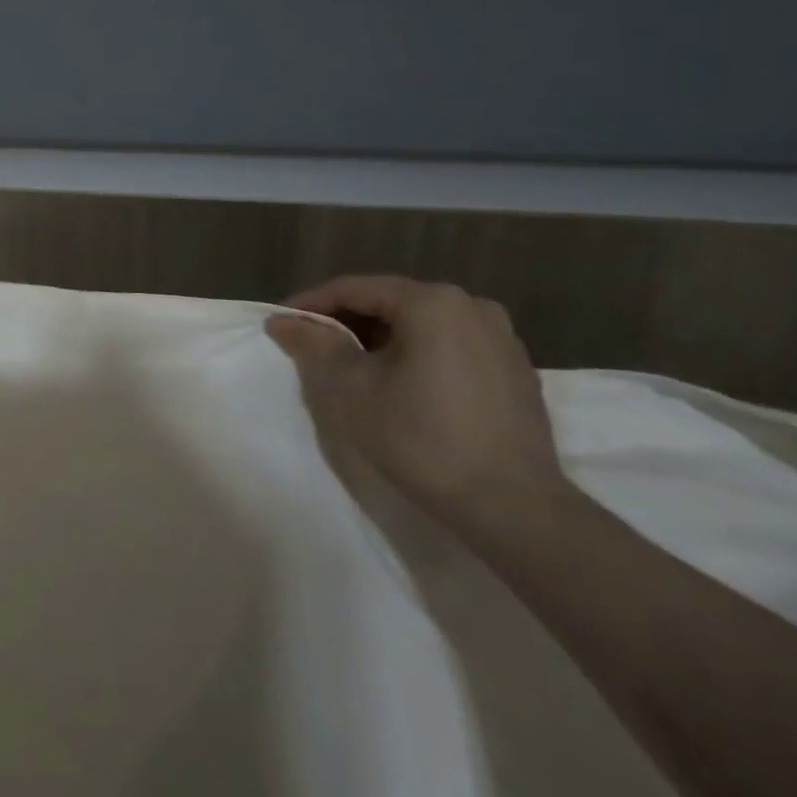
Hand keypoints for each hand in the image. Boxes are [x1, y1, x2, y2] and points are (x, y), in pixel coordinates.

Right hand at [264, 276, 564, 534]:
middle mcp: (472, 307)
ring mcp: (501, 338)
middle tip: (312, 345)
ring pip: (422, 323)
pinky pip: (450, 344)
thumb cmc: (422, 438)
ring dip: (381, 337)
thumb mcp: (352, 388)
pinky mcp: (515, 370)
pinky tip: (400, 382)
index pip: (355, 289)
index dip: (312, 304)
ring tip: (353, 365)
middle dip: (347, 320)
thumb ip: (315, 344)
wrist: (513, 506)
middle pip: (391, 301)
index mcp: (432, 303)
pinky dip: (417, 353)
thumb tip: (283, 321)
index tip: (281, 323)